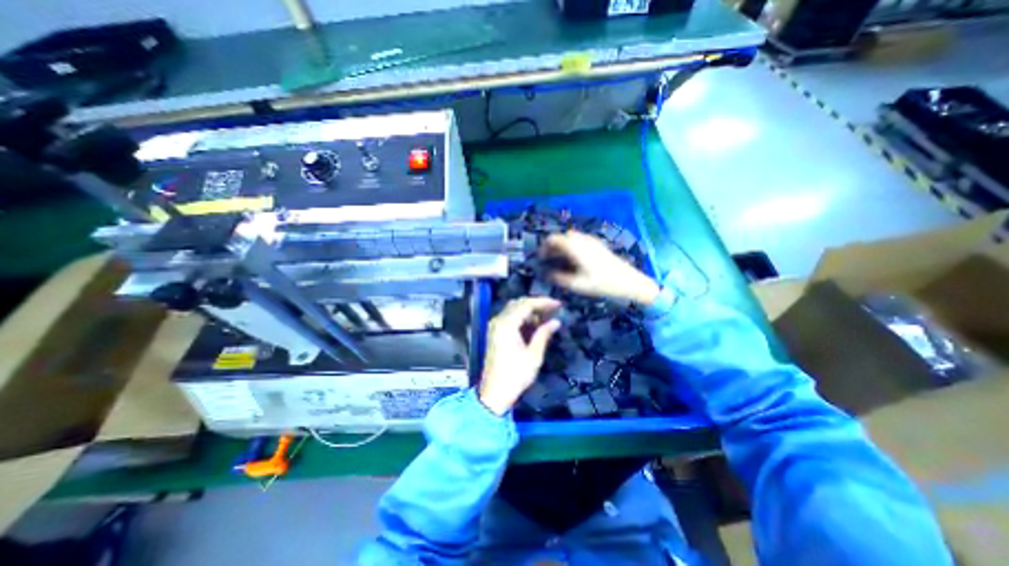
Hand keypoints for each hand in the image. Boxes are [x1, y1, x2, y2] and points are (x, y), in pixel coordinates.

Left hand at [478, 295, 563, 414]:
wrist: (494, 393)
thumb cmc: (515, 375)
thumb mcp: (533, 355)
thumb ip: (544, 334)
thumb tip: (556, 321)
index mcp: (507, 324)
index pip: (526, 304)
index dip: (543, 302)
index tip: (558, 304)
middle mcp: (498, 321)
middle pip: (518, 304)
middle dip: (536, 304)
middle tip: (553, 309)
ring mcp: (494, 326)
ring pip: (513, 310)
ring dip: (529, 311)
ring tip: (546, 317)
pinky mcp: (494, 333)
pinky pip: (509, 318)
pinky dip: (522, 318)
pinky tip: (534, 325)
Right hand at [544, 229, 663, 306]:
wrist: (629, 282)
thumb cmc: (602, 284)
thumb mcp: (577, 284)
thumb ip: (559, 278)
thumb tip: (546, 273)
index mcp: (575, 247)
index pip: (553, 239)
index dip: (544, 247)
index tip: (540, 258)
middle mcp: (582, 240)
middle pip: (562, 237)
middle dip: (553, 246)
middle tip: (549, 260)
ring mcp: (592, 241)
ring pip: (572, 238)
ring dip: (563, 246)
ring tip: (561, 261)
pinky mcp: (599, 245)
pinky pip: (581, 241)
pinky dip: (573, 246)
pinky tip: (575, 260)